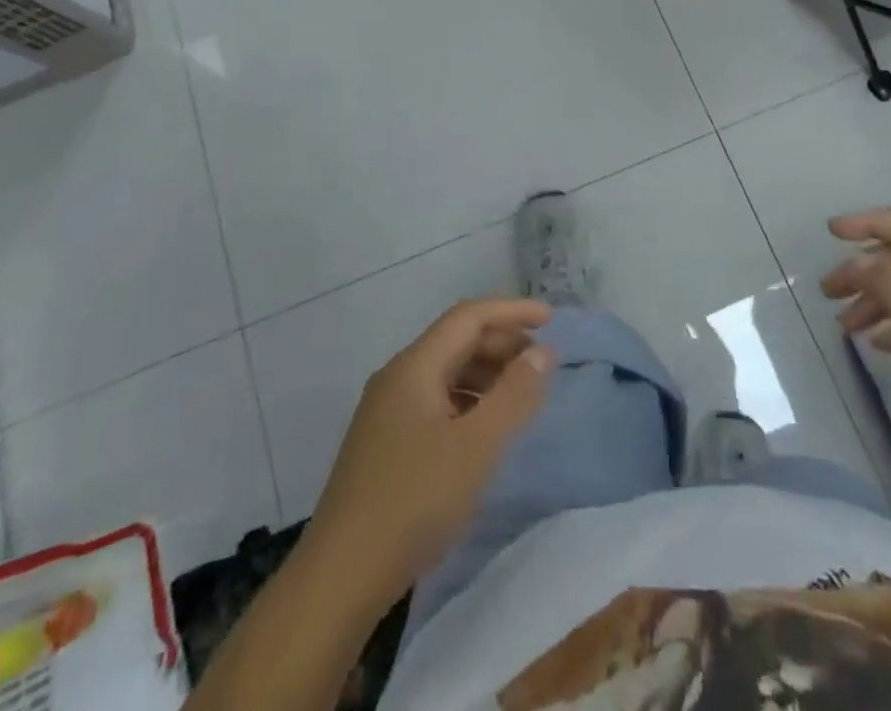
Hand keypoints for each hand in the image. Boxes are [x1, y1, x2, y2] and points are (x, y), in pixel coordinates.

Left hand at [306, 298, 555, 606]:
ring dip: (486, 374)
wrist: (340, 578)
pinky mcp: (385, 444)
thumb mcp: (476, 447)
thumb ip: (513, 395)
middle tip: (542, 363)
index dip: (511, 312)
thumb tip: (542, 353)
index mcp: (414, 366)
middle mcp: (397, 378)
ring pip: (445, 373)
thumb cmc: (414, 501)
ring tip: (521, 395)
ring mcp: (386, 412)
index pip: (468, 317)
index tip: (550, 319)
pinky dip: (468, 402)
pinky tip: (485, 430)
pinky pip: (435, 402)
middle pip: (456, 341)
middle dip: (501, 344)